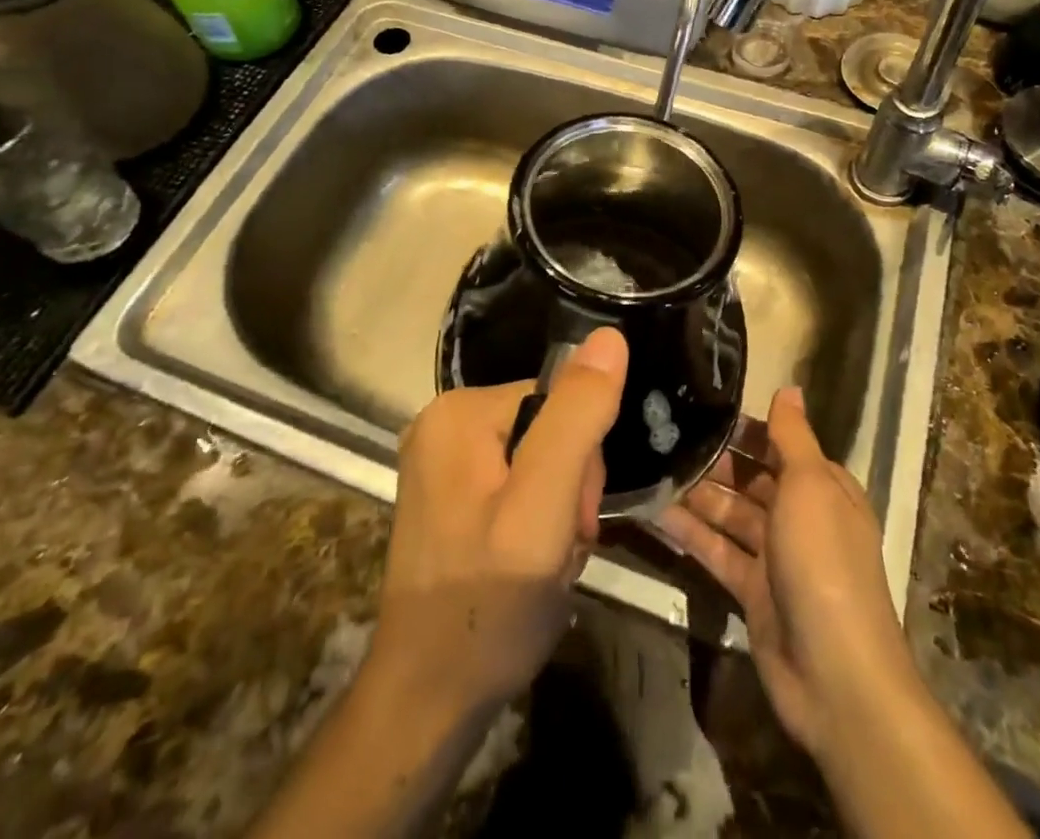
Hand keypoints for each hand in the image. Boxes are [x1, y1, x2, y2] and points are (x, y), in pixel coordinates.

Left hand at [367, 326, 628, 722]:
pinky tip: (528, 561)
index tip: (574, 518)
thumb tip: (610, 337)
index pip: (558, 398)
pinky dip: (536, 521)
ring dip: (558, 509)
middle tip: (559, 546)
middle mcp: (443, 423)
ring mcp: (442, 461)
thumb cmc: (489, 605)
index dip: (582, 459)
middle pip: (548, 426)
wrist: (428, 702)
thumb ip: (577, 419)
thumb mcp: (544, 507)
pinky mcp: (448, 495)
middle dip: (570, 486)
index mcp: (459, 411)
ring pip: (539, 458)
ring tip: (546, 561)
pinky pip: (517, 483)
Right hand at [656, 385, 914, 759]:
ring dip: (698, 495)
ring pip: (732, 514)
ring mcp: (776, 557)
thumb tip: (789, 386)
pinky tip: (657, 514)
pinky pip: (718, 552)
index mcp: (823, 487)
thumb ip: (792, 436)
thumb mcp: (811, 485)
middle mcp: (801, 517)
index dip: (745, 428)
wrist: (835, 675)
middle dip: (715, 460)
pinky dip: (692, 535)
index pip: (780, 445)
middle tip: (665, 436)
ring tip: (654, 468)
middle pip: (752, 479)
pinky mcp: (753, 592)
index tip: (700, 406)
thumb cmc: (824, 562)